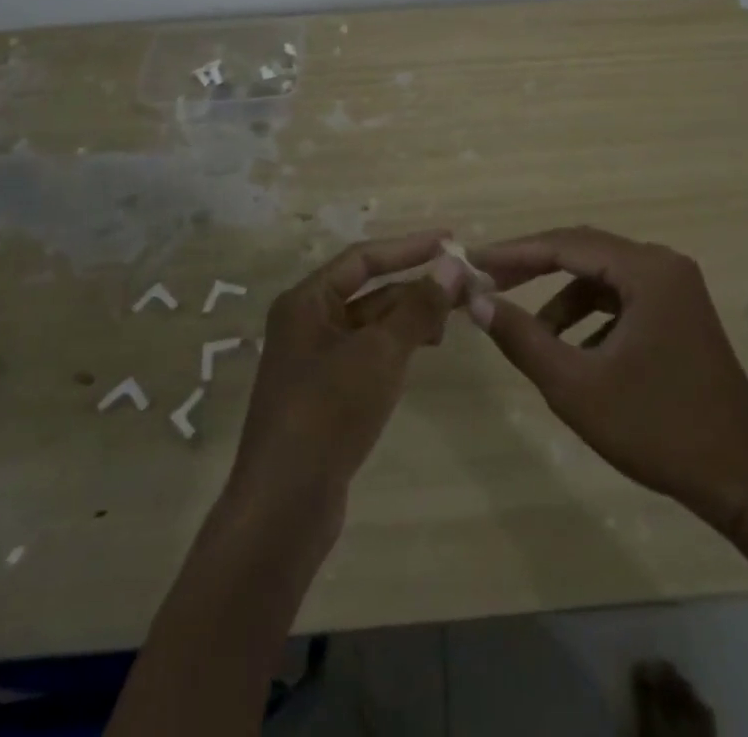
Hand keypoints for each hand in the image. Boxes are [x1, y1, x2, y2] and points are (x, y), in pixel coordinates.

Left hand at [226, 231, 463, 528]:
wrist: (284, 506)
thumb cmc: (328, 411)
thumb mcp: (379, 353)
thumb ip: (418, 307)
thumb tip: (452, 264)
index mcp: (307, 302)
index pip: (363, 258)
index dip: (409, 247)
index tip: (451, 241)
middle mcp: (307, 323)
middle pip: (369, 291)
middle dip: (415, 287)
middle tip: (464, 287)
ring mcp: (315, 361)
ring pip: (371, 324)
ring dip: (409, 318)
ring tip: (450, 323)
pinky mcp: (326, 394)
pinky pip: (367, 354)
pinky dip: (397, 347)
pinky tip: (424, 351)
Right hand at [468, 226, 747, 534]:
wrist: (742, 481)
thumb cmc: (656, 429)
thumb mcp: (576, 386)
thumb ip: (523, 338)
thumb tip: (476, 300)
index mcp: (647, 270)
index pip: (566, 244)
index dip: (515, 253)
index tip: (473, 262)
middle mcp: (664, 265)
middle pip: (584, 251)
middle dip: (534, 268)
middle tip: (489, 284)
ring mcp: (677, 288)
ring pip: (602, 277)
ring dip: (563, 299)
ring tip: (533, 336)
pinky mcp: (680, 312)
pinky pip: (622, 298)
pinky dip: (591, 316)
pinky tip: (575, 352)